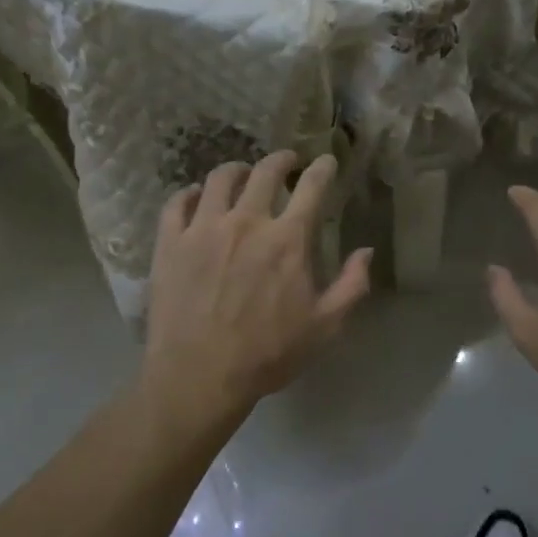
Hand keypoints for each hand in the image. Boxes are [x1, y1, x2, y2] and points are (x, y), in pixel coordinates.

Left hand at [140, 151, 372, 434]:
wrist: (198, 377)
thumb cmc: (267, 355)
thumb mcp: (325, 328)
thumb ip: (351, 285)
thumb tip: (367, 251)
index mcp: (287, 239)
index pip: (312, 187)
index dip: (322, 168)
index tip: (326, 160)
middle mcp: (247, 221)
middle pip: (265, 171)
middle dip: (281, 160)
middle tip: (286, 162)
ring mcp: (204, 228)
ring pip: (220, 178)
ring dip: (237, 170)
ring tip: (242, 174)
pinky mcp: (170, 242)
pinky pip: (177, 202)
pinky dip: (191, 193)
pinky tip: (197, 197)